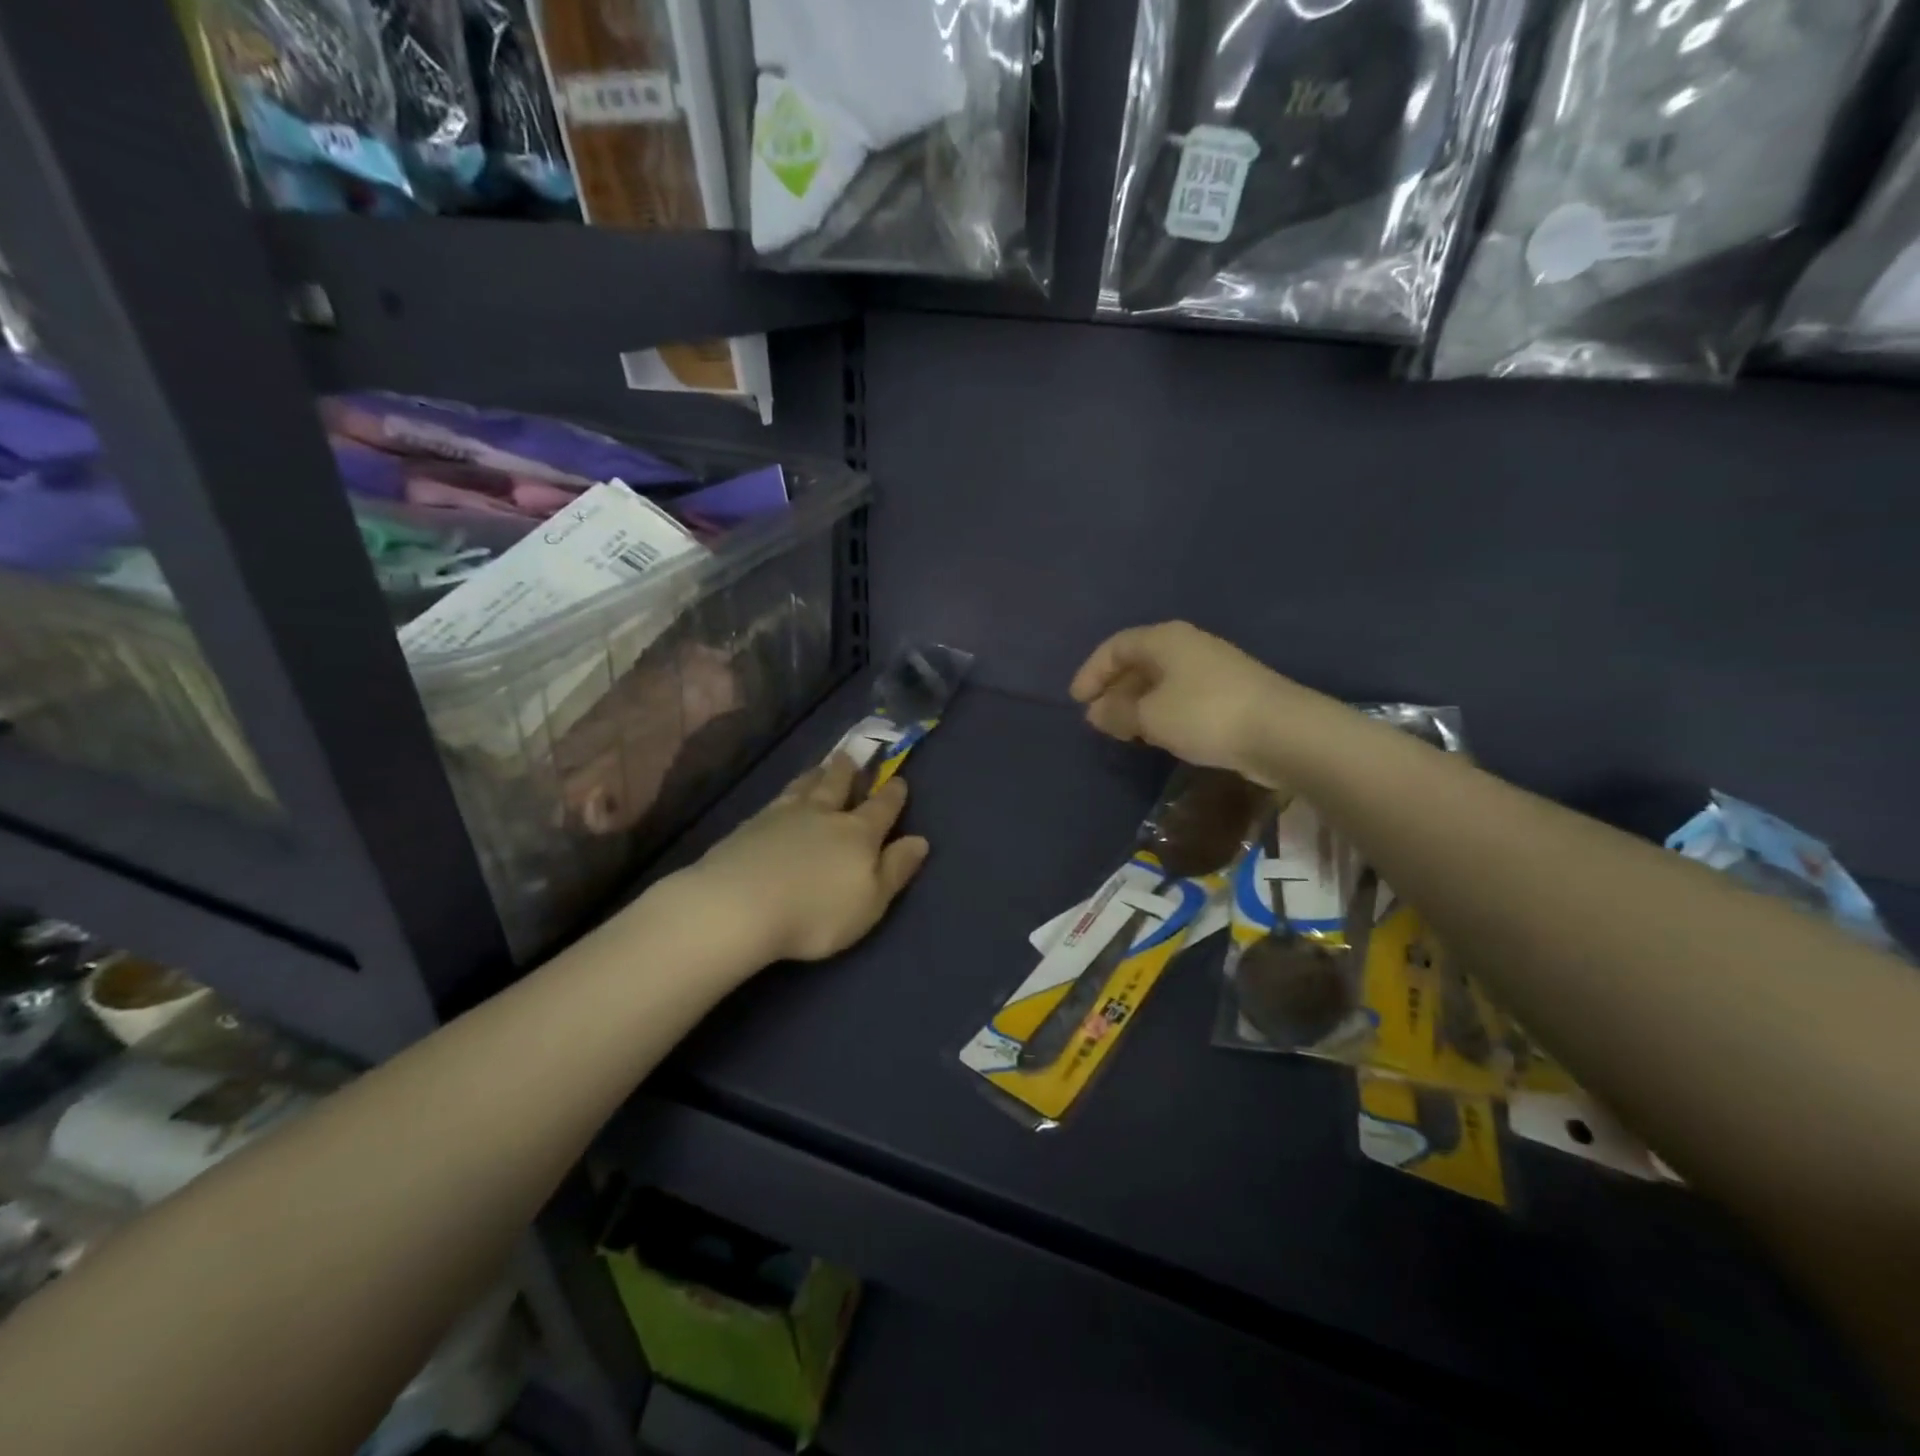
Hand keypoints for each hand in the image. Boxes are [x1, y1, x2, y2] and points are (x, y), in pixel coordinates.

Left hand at [679, 754, 929, 964]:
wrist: (739, 905)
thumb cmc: (816, 913)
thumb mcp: (870, 901)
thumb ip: (895, 869)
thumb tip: (920, 840)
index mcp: (858, 834)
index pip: (881, 808)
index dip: (892, 795)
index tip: (899, 780)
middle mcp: (823, 815)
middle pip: (838, 786)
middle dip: (848, 772)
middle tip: (850, 756)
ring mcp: (783, 816)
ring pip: (805, 787)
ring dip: (816, 774)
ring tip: (820, 766)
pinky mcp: (750, 825)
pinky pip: (776, 799)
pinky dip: (786, 792)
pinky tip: (782, 796)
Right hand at [1070, 622, 1321, 786]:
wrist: (1282, 732)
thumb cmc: (1204, 714)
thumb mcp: (1149, 717)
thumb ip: (1117, 713)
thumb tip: (1096, 713)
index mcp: (1164, 639)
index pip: (1115, 647)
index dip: (1091, 672)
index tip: (1076, 701)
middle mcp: (1187, 645)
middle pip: (1138, 661)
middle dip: (1113, 689)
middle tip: (1097, 719)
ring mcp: (1210, 668)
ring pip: (1160, 681)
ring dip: (1136, 703)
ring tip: (1122, 731)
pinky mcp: (1228, 693)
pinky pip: (1180, 696)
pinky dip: (1160, 712)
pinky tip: (1156, 734)